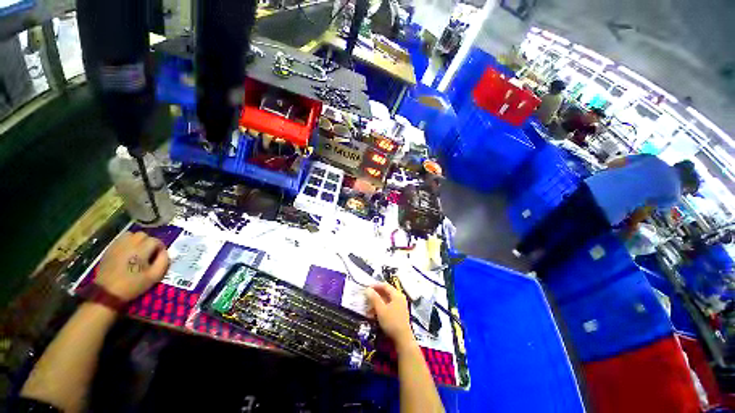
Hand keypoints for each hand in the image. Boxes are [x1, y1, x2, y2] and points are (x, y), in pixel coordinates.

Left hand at [95, 231, 169, 301]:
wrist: (107, 293)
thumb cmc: (133, 285)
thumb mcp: (154, 276)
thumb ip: (164, 261)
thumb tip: (165, 252)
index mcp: (141, 250)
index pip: (156, 241)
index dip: (160, 248)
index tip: (159, 257)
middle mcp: (129, 244)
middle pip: (143, 235)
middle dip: (149, 242)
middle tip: (149, 254)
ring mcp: (117, 245)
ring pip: (131, 235)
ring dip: (137, 241)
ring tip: (138, 251)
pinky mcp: (109, 249)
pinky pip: (121, 239)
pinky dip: (127, 243)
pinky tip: (127, 253)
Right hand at [365, 283, 413, 347]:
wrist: (403, 339)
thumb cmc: (391, 322)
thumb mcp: (381, 309)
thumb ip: (374, 298)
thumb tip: (368, 289)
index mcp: (396, 295)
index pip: (385, 285)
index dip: (375, 286)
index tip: (367, 288)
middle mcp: (399, 298)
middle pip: (385, 293)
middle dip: (375, 296)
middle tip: (366, 298)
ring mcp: (400, 306)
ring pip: (386, 301)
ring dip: (376, 303)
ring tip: (368, 309)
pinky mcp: (398, 313)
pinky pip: (388, 307)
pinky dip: (380, 309)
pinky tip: (373, 314)